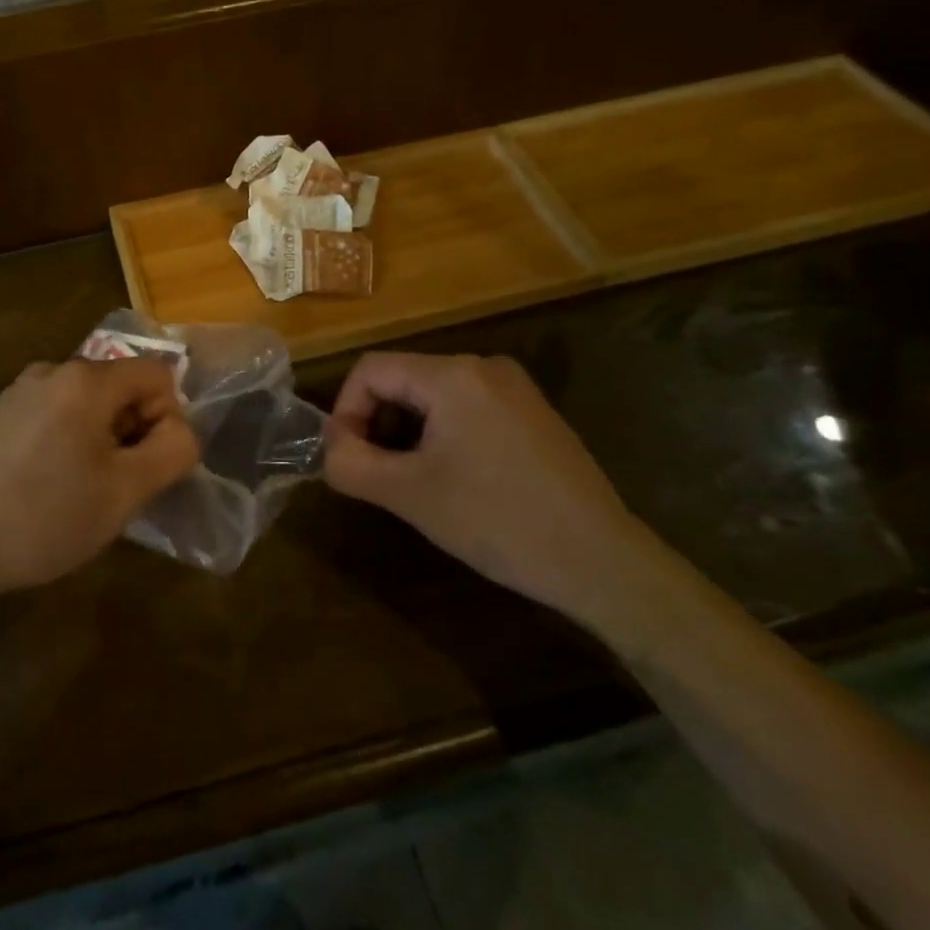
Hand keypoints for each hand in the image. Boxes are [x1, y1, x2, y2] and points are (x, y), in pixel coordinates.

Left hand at [0, 358, 199, 597]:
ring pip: (84, 402)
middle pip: (118, 386)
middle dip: (130, 429)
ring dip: (98, 436)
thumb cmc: (48, 517)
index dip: (166, 417)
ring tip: (79, 487)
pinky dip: (63, 438)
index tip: (145, 464)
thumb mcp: (126, 492)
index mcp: (86, 380)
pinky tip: (43, 483)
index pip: (157, 374)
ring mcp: (18, 391)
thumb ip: (172, 451)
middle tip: (115, 483)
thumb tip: (179, 430)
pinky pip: (50, 413)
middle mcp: (51, 370)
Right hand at [324, 352, 657, 626]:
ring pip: (432, 394)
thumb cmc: (498, 521)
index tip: (346, 458)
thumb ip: (351, 464)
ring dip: (406, 430)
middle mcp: (483, 366)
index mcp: (452, 375)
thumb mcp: (409, 495)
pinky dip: (441, 433)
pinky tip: (452, 477)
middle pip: (402, 378)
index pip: (371, 370)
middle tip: (375, 473)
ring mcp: (514, 387)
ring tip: (411, 479)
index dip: (345, 410)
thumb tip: (327, 447)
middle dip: (376, 422)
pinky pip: (466, 406)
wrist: (602, 562)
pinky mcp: (532, 412)